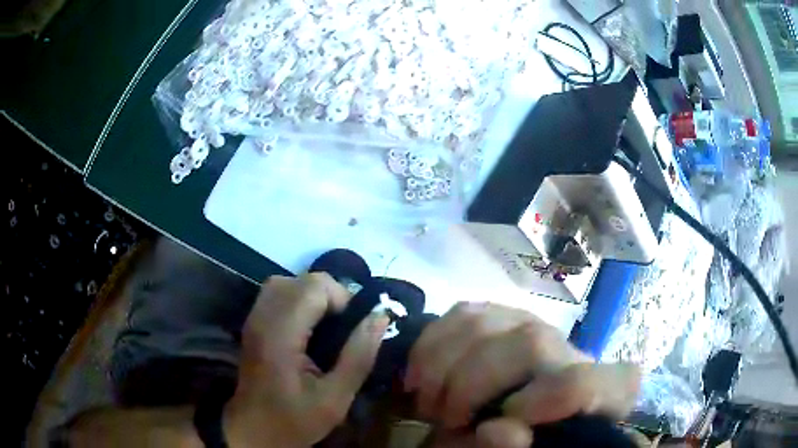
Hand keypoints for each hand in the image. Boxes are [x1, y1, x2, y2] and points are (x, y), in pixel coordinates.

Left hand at [223, 274, 389, 447]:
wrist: (253, 430)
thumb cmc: (294, 420)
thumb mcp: (336, 398)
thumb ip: (359, 356)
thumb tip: (380, 316)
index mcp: (281, 335)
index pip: (315, 286)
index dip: (343, 299)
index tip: (355, 328)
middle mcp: (263, 318)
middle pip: (302, 280)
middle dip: (332, 296)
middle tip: (345, 328)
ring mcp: (254, 318)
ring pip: (288, 282)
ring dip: (315, 296)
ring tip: (329, 325)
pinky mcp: (253, 324)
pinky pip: (278, 294)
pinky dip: (299, 300)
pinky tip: (309, 327)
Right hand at [405, 302, 640, 447]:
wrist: (517, 424)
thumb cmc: (528, 446)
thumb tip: (497, 431)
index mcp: (598, 392)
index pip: (587, 380)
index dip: (548, 399)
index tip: (499, 424)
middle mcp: (571, 352)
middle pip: (530, 342)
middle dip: (472, 383)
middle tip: (445, 418)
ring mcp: (536, 328)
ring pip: (488, 322)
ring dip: (442, 366)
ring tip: (429, 402)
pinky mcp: (503, 318)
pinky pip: (463, 313)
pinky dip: (431, 345)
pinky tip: (422, 375)